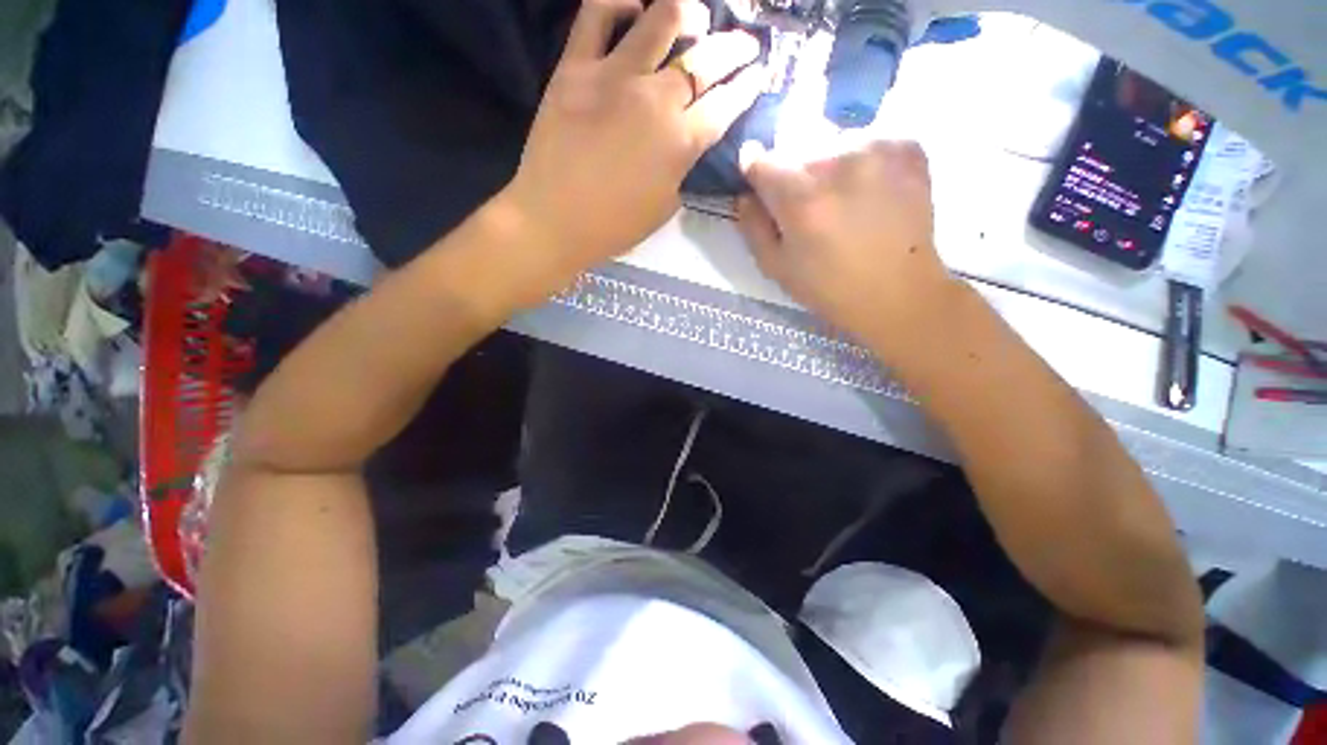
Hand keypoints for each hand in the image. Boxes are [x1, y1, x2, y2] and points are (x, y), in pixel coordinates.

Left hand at [503, 0, 765, 280]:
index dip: (747, 87)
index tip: (759, 74)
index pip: (726, 104)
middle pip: (705, 59)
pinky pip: (597, 13)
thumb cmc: (614, 226)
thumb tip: (691, 141)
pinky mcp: (574, 67)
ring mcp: (614, 76)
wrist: (553, 221)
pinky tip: (636, 7)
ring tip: (698, 18)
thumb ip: (683, 167)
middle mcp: (655, 99)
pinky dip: (621, 1)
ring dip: (690, 12)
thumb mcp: (665, 206)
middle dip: (735, 47)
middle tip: (745, 44)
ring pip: (663, 18)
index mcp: (680, 142)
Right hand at [736, 140, 958, 359]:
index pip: (761, 160)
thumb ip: (752, 228)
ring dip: (830, 166)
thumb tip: (745, 196)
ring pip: (834, 143)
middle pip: (797, 149)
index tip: (761, 185)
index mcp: (800, 197)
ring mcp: (877, 148)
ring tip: (844, 200)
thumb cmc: (829, 287)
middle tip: (809, 206)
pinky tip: (872, 190)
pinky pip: (870, 140)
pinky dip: (864, 160)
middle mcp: (837, 161)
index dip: (756, 174)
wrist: (898, 292)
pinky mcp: (907, 146)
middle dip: (795, 174)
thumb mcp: (776, 268)